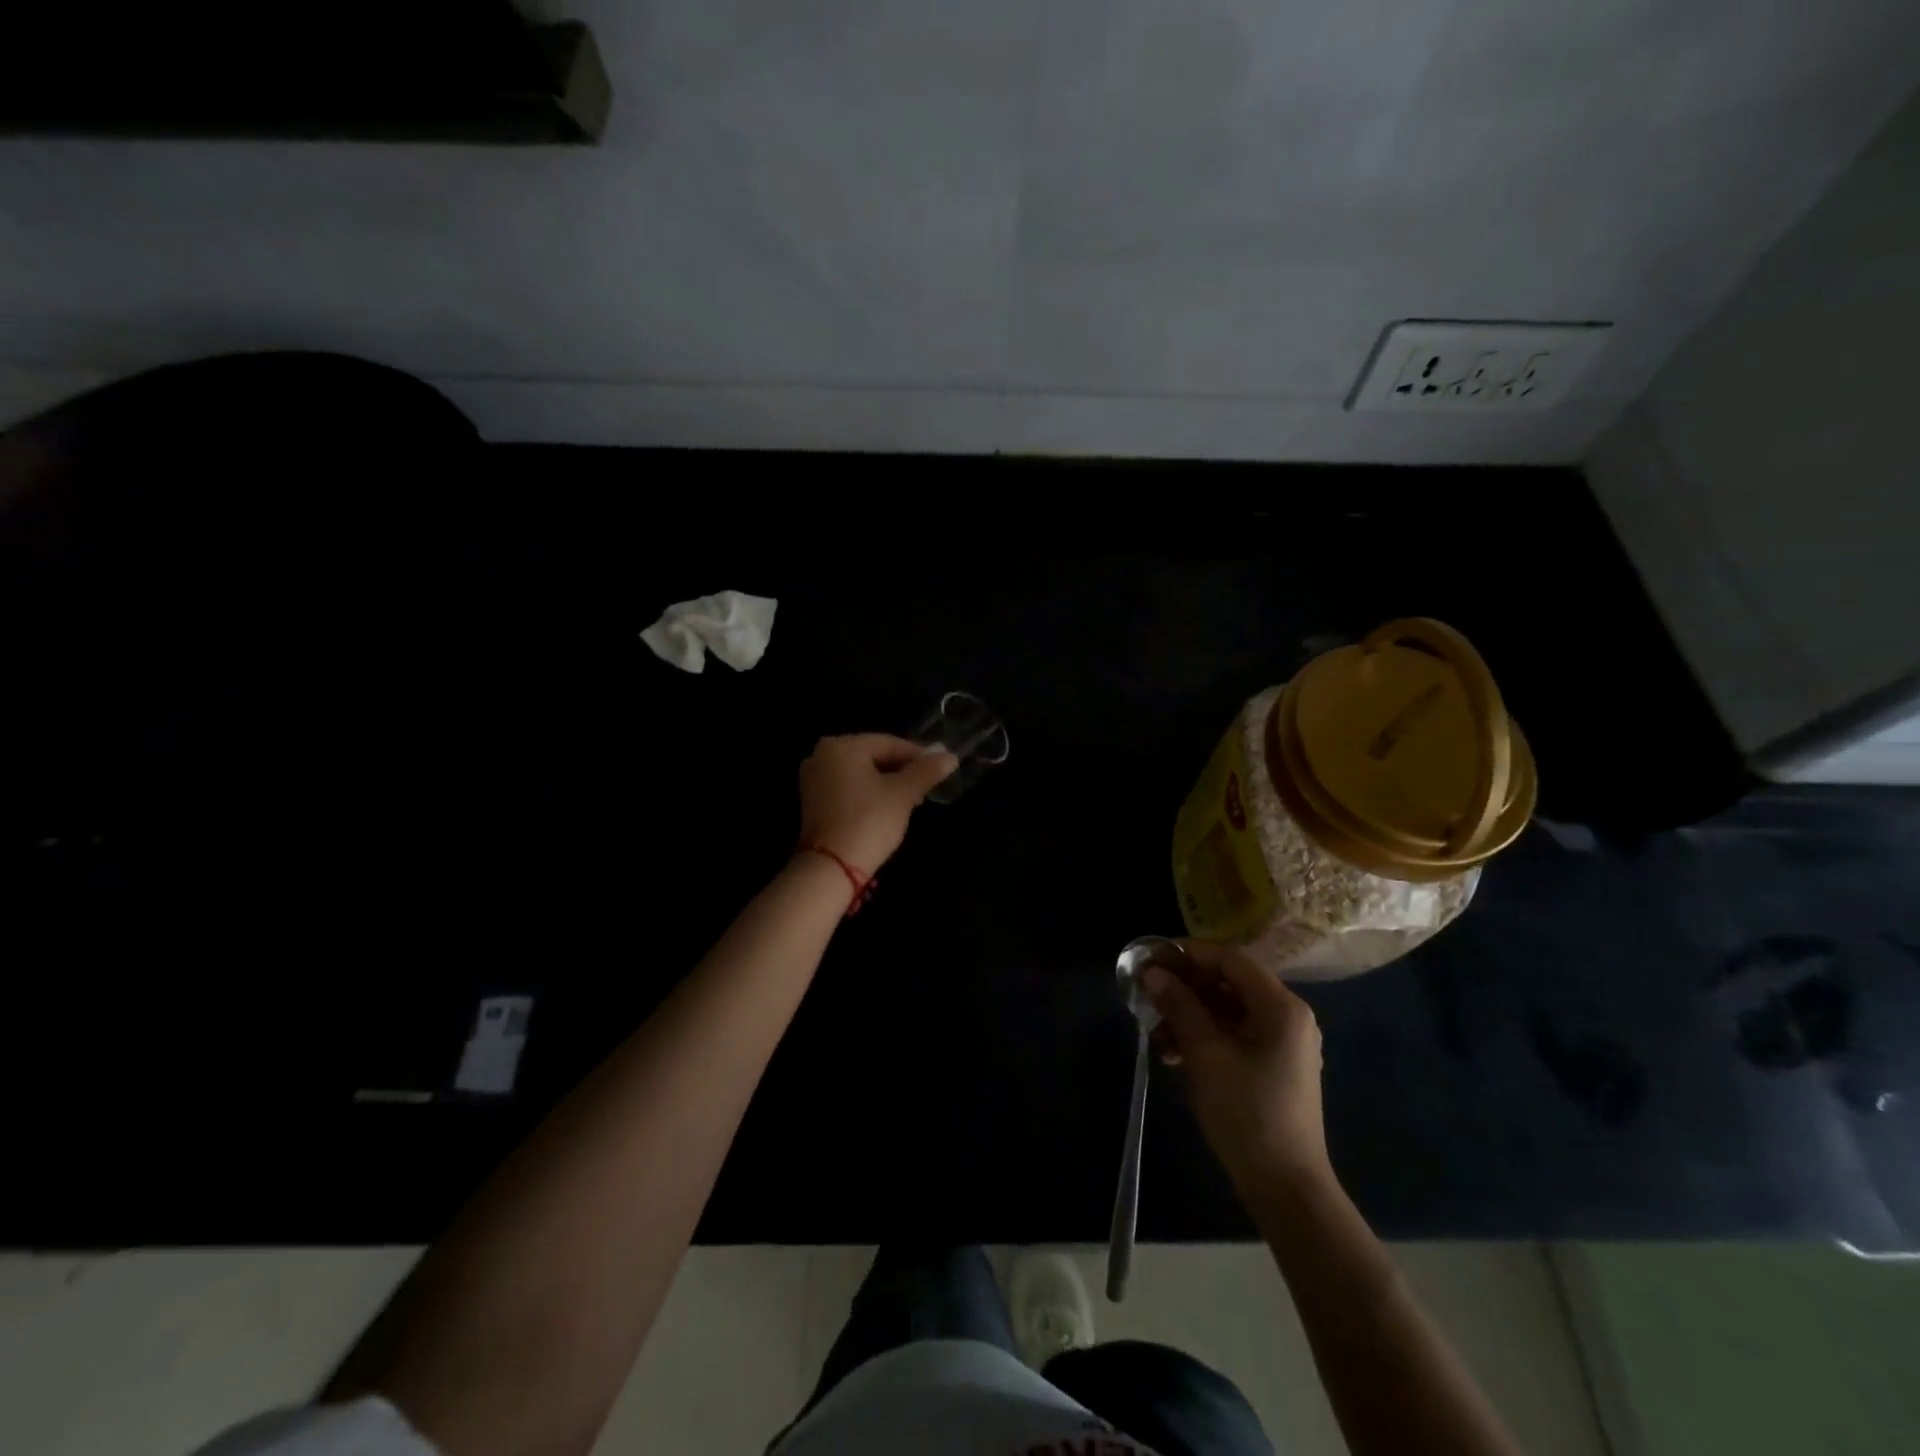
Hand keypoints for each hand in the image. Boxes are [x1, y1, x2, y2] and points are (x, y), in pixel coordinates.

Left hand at [797, 734, 956, 872]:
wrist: (831, 867)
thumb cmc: (869, 821)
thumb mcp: (903, 794)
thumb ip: (927, 771)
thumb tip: (950, 756)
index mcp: (842, 746)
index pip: (889, 743)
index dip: (918, 756)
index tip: (939, 769)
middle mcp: (822, 755)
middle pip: (873, 756)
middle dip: (902, 771)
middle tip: (926, 788)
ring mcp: (813, 779)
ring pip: (861, 773)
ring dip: (887, 783)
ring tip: (911, 800)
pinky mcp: (812, 801)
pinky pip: (847, 787)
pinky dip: (868, 793)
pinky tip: (886, 808)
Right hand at [1145, 941, 1333, 1202]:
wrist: (1286, 1188)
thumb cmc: (1246, 1113)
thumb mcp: (1205, 1054)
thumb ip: (1180, 1006)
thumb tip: (1153, 973)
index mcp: (1281, 1006)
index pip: (1231, 958)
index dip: (1189, 953)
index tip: (1152, 958)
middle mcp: (1288, 1016)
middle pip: (1230, 982)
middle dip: (1186, 986)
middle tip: (1148, 993)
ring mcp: (1283, 1043)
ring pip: (1229, 1010)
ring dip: (1190, 1014)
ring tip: (1156, 1033)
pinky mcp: (1274, 1066)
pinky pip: (1235, 1034)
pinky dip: (1204, 1036)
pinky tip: (1174, 1054)